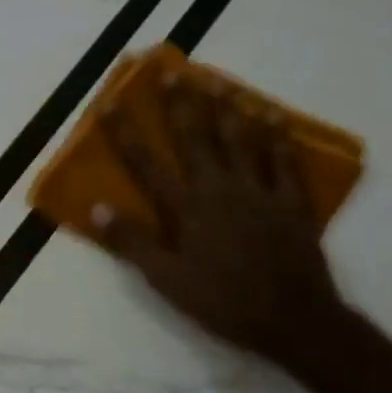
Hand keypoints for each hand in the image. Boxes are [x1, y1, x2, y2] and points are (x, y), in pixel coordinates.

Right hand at [95, 72, 349, 368]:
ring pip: (241, 140)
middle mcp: (220, 189)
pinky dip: (278, 137)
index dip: (125, 131)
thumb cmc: (223, 301)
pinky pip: (284, 162)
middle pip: (196, 138)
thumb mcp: (167, 279)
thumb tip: (96, 208)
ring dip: (227, 108)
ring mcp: (259, 192)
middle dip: (180, 103)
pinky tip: (274, 116)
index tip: (109, 101)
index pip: (146, 163)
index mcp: (187, 208)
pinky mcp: (291, 203)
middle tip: (172, 70)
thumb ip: (132, 242)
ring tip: (218, 80)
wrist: (295, 322)